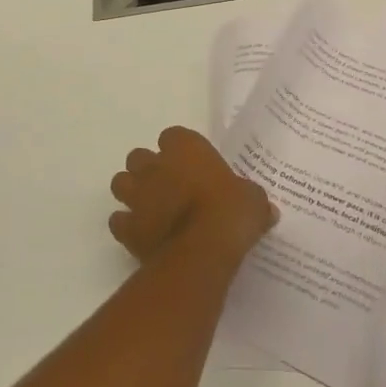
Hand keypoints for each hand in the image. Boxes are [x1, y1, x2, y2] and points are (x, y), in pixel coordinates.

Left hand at [110, 127, 276, 265]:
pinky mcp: (127, 228)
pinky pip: (118, 221)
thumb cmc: (231, 213)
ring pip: (120, 182)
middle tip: (167, 185)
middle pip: (139, 156)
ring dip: (132, 191)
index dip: (178, 149)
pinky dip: (126, 225)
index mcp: (186, 148)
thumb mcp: (254, 201)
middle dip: (148, 168)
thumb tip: (267, 211)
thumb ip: (253, 199)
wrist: (203, 251)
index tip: (190, 163)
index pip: (173, 135)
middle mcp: (156, 165)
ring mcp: (138, 195)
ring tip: (149, 206)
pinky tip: (141, 234)